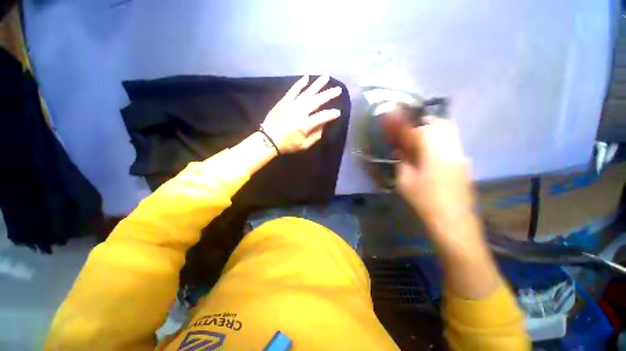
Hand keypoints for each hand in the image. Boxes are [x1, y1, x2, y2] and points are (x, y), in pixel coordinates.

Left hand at [261, 74, 342, 153]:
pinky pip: (293, 90)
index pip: (323, 116)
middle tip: (338, 89)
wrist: (268, 139)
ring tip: (326, 76)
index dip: (331, 114)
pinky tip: (307, 77)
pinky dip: (300, 83)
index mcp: (305, 124)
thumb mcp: (304, 145)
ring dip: (318, 84)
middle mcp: (300, 111)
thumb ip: (316, 135)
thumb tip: (323, 124)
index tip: (338, 112)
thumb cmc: (288, 144)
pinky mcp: (284, 101)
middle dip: (329, 94)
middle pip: (317, 100)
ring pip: (307, 92)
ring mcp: (291, 104)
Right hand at [384, 115, 500, 298]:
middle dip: (423, 121)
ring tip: (418, 139)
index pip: (419, 129)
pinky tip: (430, 152)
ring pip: (449, 131)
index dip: (405, 124)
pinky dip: (440, 140)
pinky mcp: (464, 164)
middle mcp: (451, 148)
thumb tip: (400, 152)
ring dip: (433, 130)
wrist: (453, 222)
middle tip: (409, 129)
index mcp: (434, 152)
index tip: (395, 117)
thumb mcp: (405, 182)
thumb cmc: (425, 201)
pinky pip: (452, 143)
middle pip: (440, 123)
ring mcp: (461, 155)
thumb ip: (402, 163)